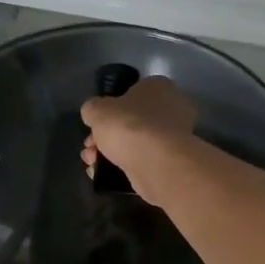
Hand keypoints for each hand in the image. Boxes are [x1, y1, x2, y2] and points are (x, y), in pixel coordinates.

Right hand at [80, 75, 197, 203]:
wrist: (159, 165)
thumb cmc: (130, 127)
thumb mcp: (97, 110)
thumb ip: (93, 109)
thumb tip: (95, 114)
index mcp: (157, 87)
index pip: (130, 94)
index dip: (107, 110)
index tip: (93, 127)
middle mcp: (171, 108)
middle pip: (130, 122)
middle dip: (105, 137)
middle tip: (90, 149)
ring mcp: (175, 137)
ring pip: (135, 143)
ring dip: (110, 154)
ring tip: (92, 165)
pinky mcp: (172, 162)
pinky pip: (143, 161)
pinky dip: (124, 167)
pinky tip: (104, 176)